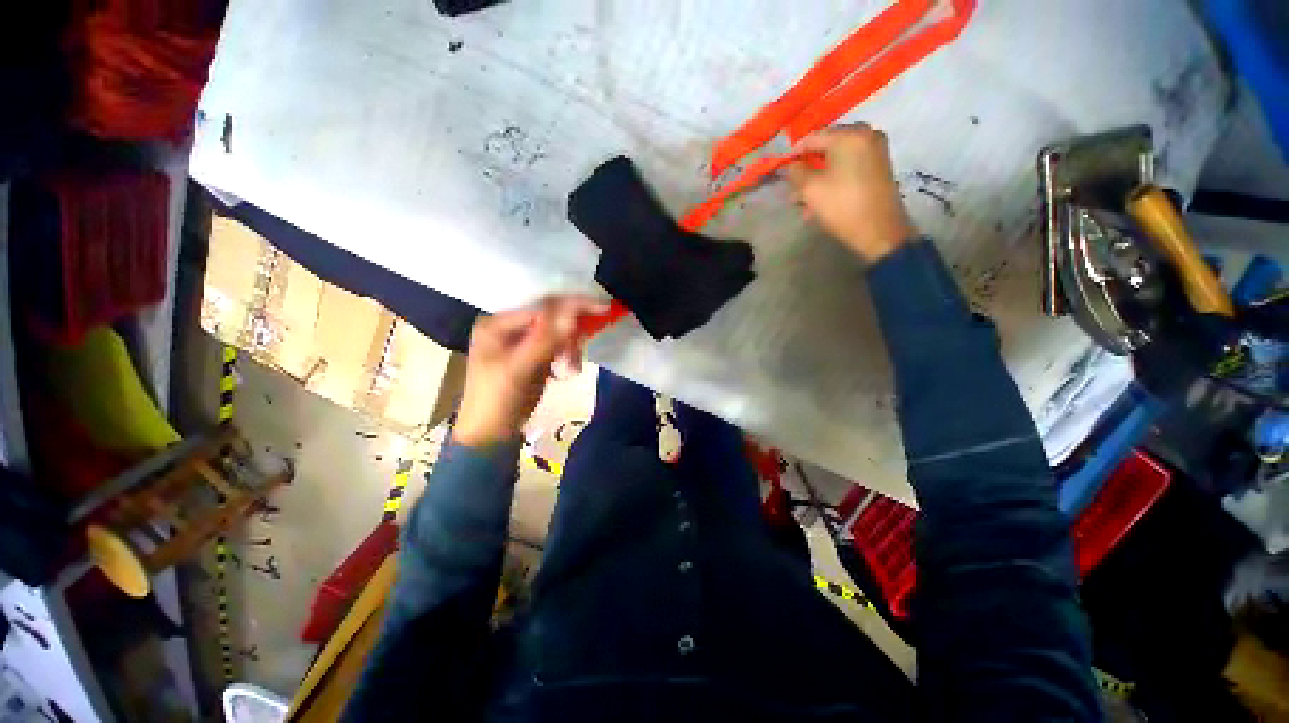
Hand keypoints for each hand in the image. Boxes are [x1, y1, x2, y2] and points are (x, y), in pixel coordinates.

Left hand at [453, 295, 606, 448]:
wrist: (491, 435)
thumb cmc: (497, 401)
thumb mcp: (519, 369)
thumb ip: (546, 340)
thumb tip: (573, 314)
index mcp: (497, 323)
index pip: (541, 306)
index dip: (572, 305)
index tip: (602, 309)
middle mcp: (509, 326)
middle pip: (551, 316)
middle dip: (571, 331)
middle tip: (581, 351)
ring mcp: (521, 341)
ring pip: (557, 332)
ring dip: (570, 346)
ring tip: (571, 367)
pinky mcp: (533, 355)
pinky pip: (557, 346)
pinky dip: (567, 355)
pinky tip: (568, 369)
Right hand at [785, 124, 915, 262]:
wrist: (879, 230)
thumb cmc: (842, 206)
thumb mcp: (810, 189)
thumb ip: (796, 172)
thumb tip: (791, 166)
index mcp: (849, 135)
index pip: (812, 138)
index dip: (793, 154)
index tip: (780, 171)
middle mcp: (866, 136)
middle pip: (826, 149)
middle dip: (807, 170)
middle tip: (793, 190)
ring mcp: (875, 151)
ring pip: (836, 161)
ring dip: (817, 180)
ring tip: (804, 204)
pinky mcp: (879, 168)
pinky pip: (849, 168)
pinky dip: (833, 182)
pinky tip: (821, 203)